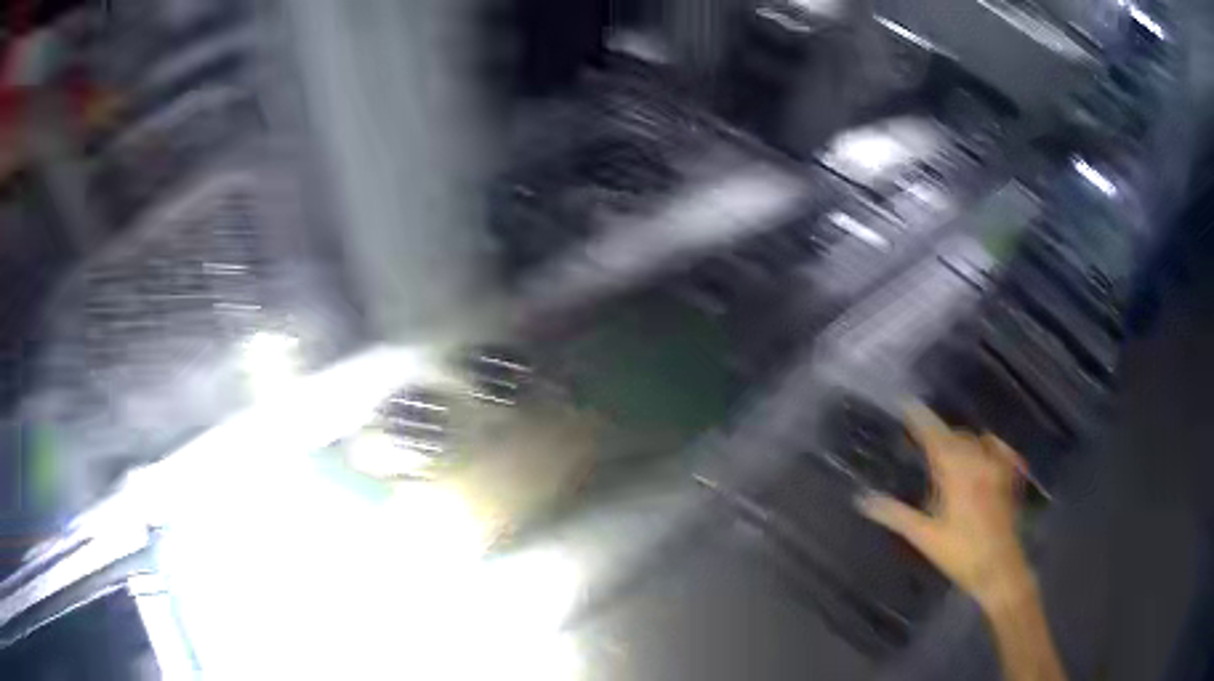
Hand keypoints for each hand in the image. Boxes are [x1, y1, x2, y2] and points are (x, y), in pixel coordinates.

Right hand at [857, 405, 1032, 608]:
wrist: (999, 568)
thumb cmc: (960, 553)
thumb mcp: (924, 537)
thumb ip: (896, 515)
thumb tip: (864, 499)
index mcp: (956, 473)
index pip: (935, 436)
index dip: (920, 419)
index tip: (906, 403)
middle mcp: (978, 462)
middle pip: (955, 435)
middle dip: (936, 432)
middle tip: (919, 438)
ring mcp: (996, 468)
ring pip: (976, 440)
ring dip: (959, 440)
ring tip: (946, 448)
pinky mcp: (1008, 478)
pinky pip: (998, 449)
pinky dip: (987, 444)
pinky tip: (983, 450)